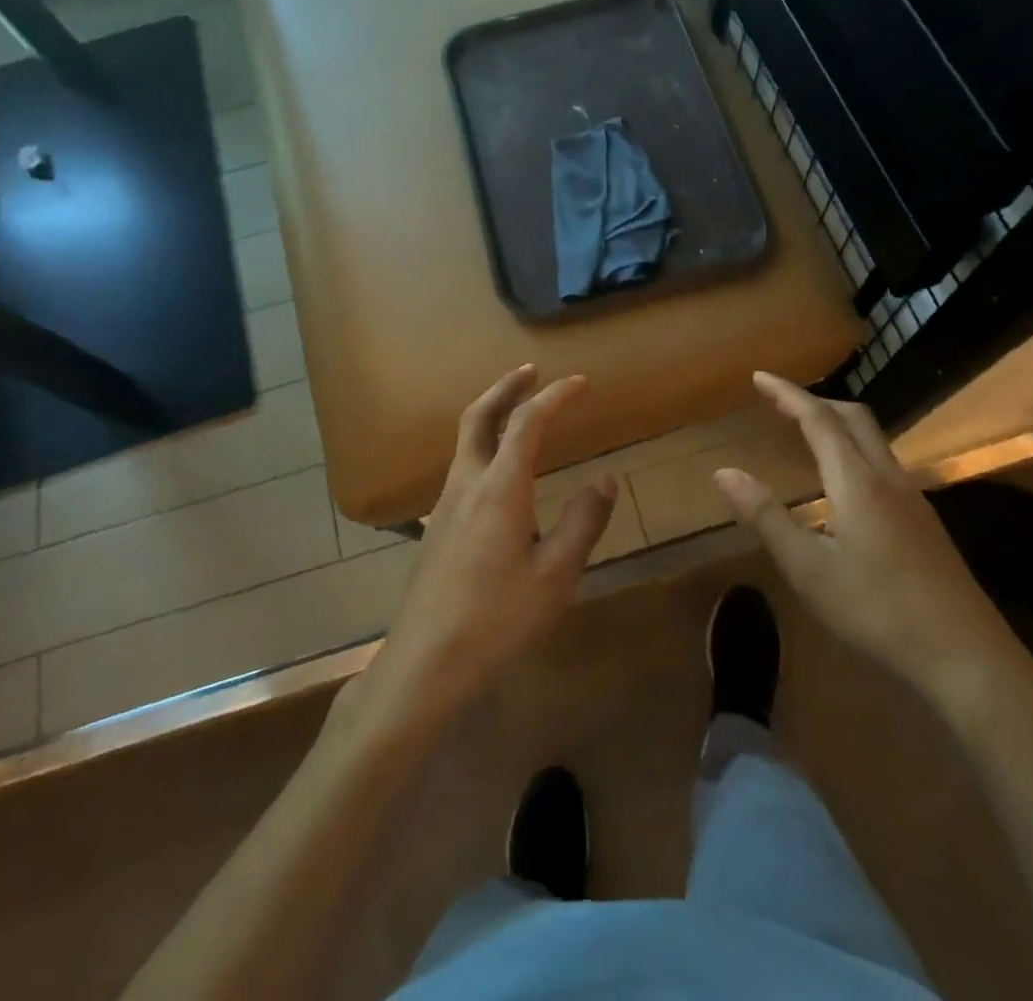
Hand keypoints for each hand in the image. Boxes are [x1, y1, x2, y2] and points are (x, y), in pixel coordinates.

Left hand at [359, 367, 614, 734]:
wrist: (427, 662)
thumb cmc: (497, 620)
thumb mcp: (556, 576)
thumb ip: (583, 523)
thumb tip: (605, 481)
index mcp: (499, 489)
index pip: (527, 423)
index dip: (554, 396)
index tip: (580, 383)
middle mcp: (467, 484)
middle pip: (479, 416)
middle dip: (506, 387)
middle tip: (531, 370)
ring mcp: (445, 504)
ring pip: (465, 440)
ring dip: (492, 413)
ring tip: (519, 410)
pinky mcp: (437, 525)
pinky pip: (462, 465)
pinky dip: (483, 443)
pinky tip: (499, 470)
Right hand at [713, 372, 1032, 724]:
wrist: (968, 658)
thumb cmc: (878, 612)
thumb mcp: (808, 570)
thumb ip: (765, 517)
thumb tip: (723, 472)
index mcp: (857, 482)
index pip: (819, 419)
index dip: (787, 394)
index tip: (760, 377)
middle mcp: (889, 479)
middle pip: (854, 418)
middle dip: (816, 401)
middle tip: (780, 402)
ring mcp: (914, 501)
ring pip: (874, 441)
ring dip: (838, 425)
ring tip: (807, 434)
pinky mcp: (926, 524)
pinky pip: (884, 465)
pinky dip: (855, 452)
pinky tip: (846, 485)